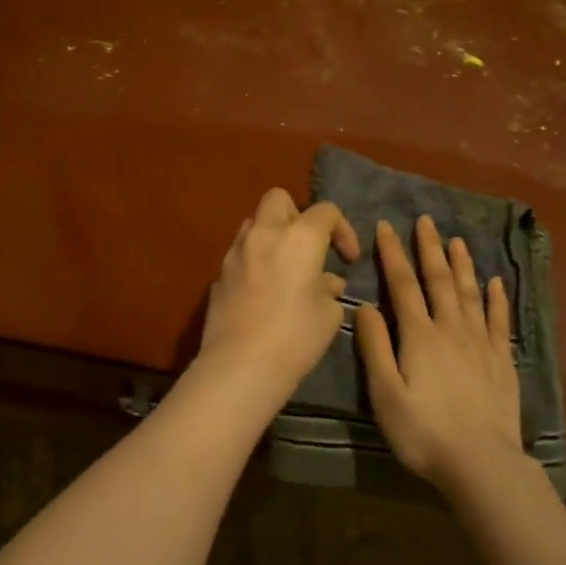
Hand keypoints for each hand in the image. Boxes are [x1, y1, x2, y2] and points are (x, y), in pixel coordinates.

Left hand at [199, 189, 361, 396]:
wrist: (240, 365)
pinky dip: (254, 261)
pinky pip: (240, 254)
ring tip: (285, 267)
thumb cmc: (295, 337)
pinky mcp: (217, 274)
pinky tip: (262, 291)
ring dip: (271, 235)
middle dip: (298, 215)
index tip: (348, 259)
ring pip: (254, 223)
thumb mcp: (328, 315)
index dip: (343, 230)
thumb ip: (329, 289)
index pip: (326, 211)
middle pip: (279, 199)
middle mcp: (264, 234)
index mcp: (299, 237)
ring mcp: (235, 252)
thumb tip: (326, 282)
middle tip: (309, 247)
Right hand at [355, 215, 522, 493]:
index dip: (393, 254)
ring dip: (462, 265)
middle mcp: (451, 329)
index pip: (403, 285)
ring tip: (457, 240)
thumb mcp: (384, 393)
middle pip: (439, 280)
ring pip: (470, 293)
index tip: (386, 226)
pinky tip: (495, 282)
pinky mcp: (502, 361)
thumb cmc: (423, 431)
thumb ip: (375, 347)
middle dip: (430, 249)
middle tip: (426, 220)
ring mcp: (481, 343)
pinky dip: (496, 298)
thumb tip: (365, 305)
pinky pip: (499, 320)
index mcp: (419, 335)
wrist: (481, 463)